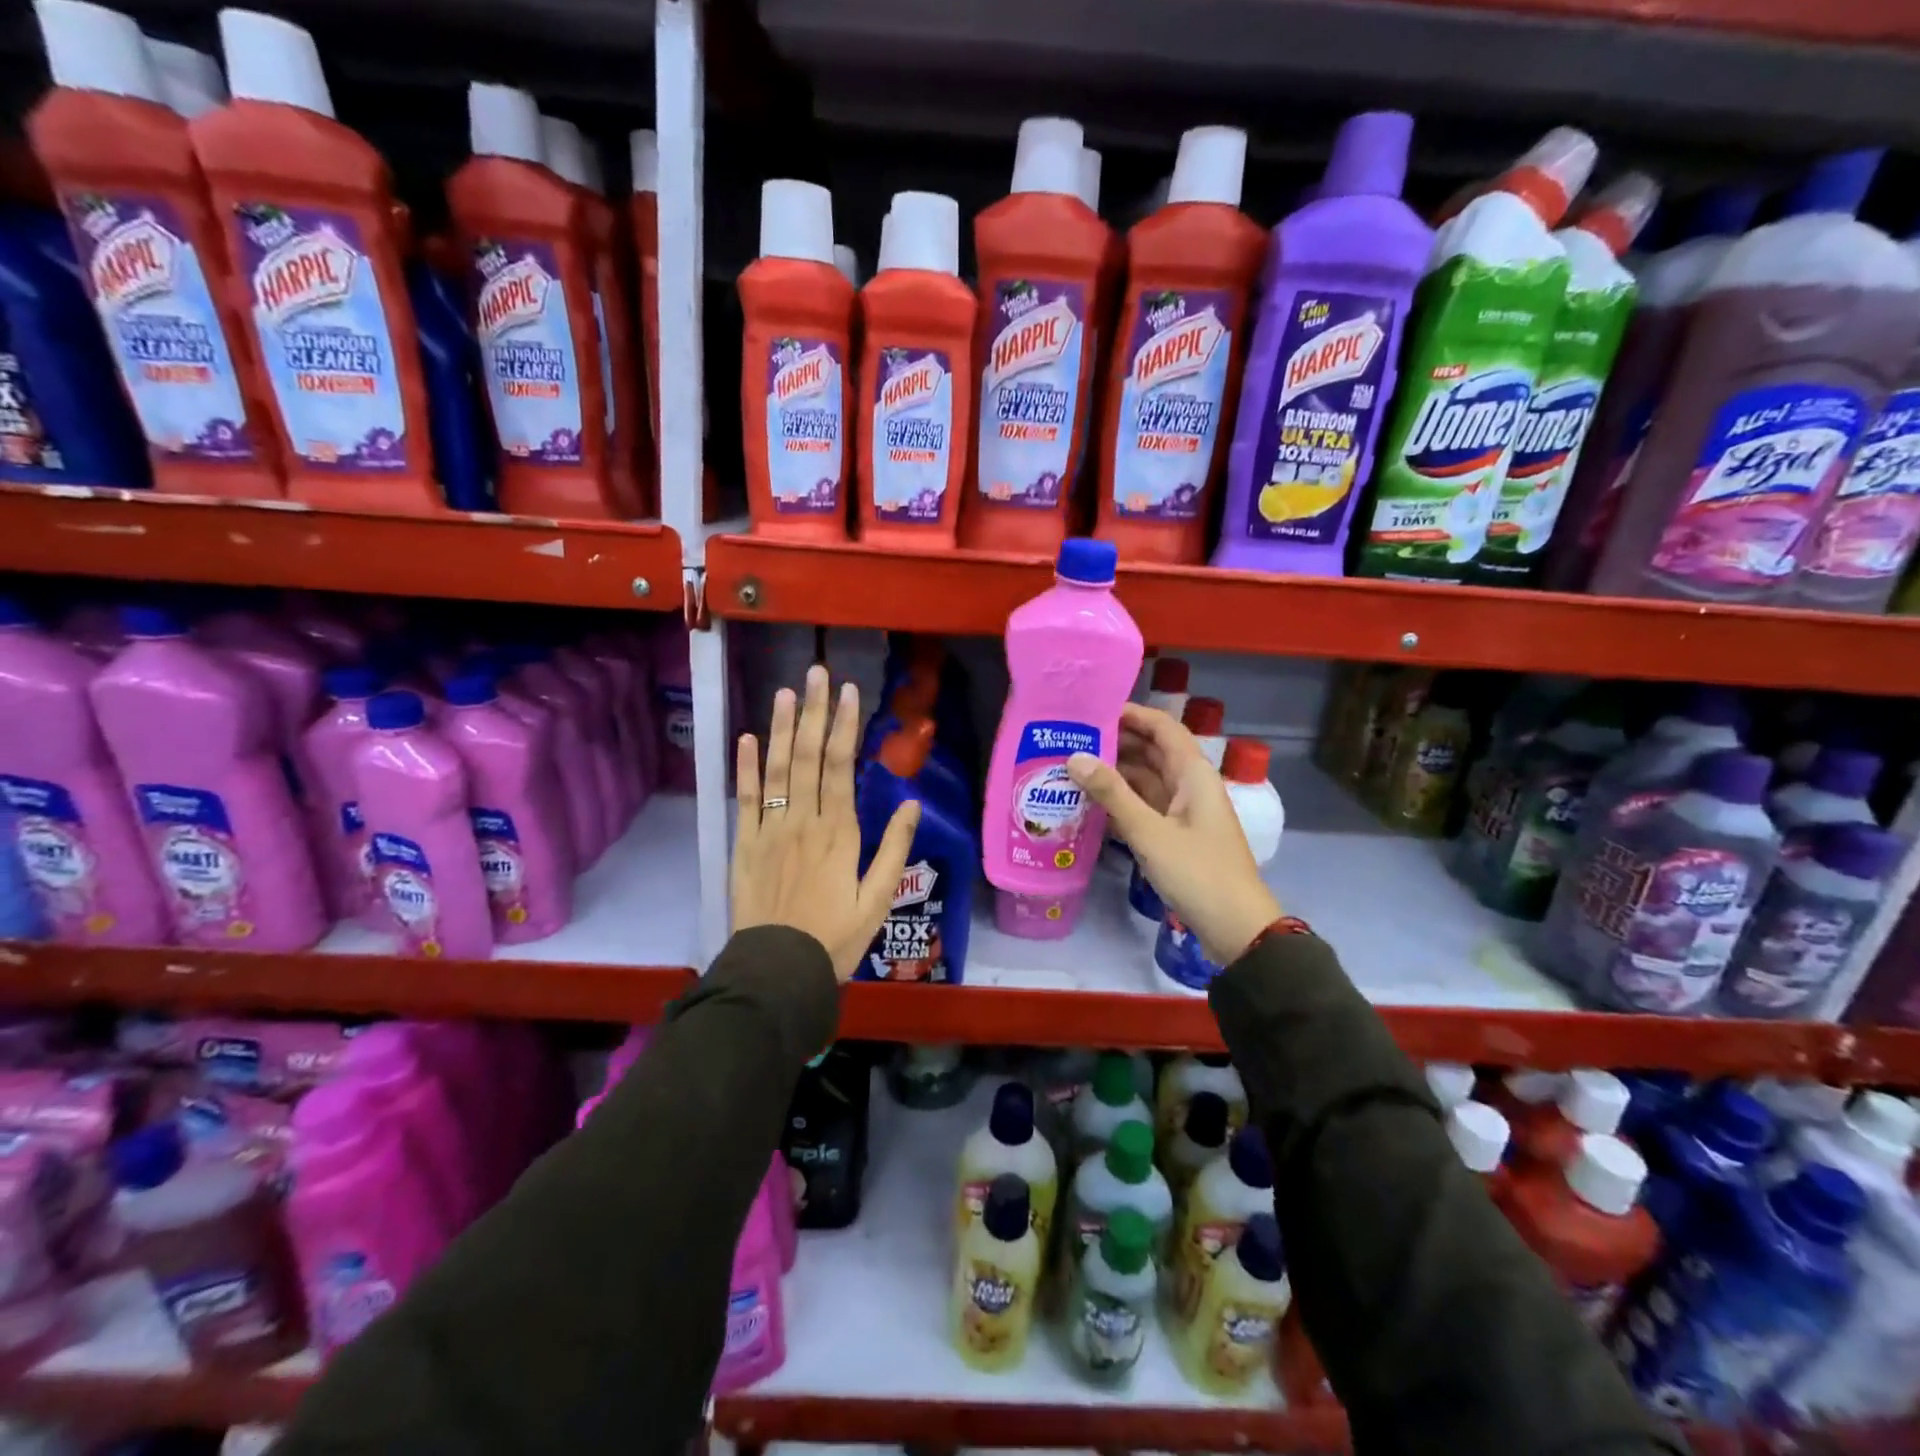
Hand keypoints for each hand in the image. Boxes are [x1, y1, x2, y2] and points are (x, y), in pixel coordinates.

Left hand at [733, 665, 920, 981]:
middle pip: (810, 757)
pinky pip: (746, 799)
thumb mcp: (878, 899)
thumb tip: (910, 802)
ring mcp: (769, 830)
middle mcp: (803, 821)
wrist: (777, 972)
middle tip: (818, 673)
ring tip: (788, 692)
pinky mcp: (744, 845)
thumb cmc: (835, 938)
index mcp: (839, 832)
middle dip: (816, 713)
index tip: (849, 692)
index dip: (845, 726)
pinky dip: (746, 767)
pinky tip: (748, 737)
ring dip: (783, 728)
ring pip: (777, 769)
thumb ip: (895, 848)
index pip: (842, 766)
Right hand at [1068, 704, 1281, 965]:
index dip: (1133, 714)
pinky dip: (1121, 801)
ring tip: (1073, 767)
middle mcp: (1190, 786)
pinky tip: (1090, 803)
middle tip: (1072, 739)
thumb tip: (1075, 756)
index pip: (1163, 728)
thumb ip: (1112, 794)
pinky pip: (1145, 806)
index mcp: (1194, 774)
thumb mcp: (1149, 832)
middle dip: (1117, 742)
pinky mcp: (1177, 836)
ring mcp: (1184, 812)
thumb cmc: (1198, 873)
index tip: (1093, 710)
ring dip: (1115, 773)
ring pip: (1147, 780)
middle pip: (1153, 752)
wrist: (1236, 928)